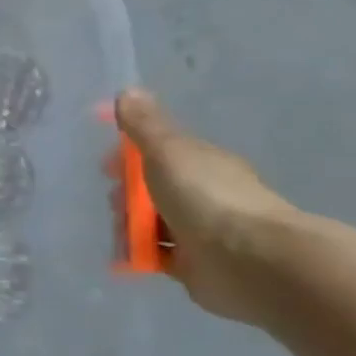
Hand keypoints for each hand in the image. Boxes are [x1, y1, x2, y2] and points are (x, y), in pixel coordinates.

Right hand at [115, 89, 304, 323]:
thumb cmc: (206, 197)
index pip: (158, 153)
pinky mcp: (194, 265)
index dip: (128, 156)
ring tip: (124, 237)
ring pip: (152, 223)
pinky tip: (127, 258)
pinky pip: (157, 255)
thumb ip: (145, 126)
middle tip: (118, 206)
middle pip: (151, 190)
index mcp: (200, 163)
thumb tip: (127, 90)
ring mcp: (200, 230)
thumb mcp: (168, 152)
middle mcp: (203, 194)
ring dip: (130, 228)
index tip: (106, 167)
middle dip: (126, 196)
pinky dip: (140, 255)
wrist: (248, 260)